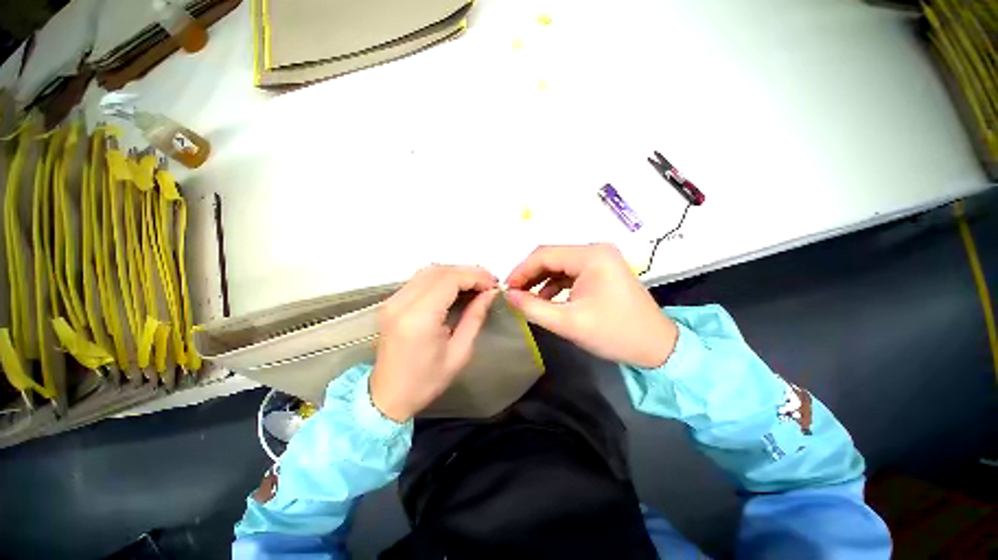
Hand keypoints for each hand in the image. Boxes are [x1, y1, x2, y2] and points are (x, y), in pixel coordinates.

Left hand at [370, 265, 498, 421]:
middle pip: (439, 271)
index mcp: (419, 317)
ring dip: (455, 272)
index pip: (449, 279)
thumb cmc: (427, 381)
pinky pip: (420, 279)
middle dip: (468, 272)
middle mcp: (402, 302)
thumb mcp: (460, 352)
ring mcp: (393, 300)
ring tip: (476, 283)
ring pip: (429, 271)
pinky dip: (442, 278)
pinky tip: (456, 287)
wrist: (388, 396)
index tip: (493, 284)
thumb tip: (489, 293)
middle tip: (488, 282)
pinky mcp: (391, 302)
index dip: (475, 277)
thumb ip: (475, 317)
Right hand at [505, 244, 677, 367]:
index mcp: (591, 256)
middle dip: (530, 274)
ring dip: (541, 279)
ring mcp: (601, 259)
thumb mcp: (568, 323)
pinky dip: (555, 284)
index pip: (544, 254)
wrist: (657, 347)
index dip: (521, 270)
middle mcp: (596, 250)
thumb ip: (533, 308)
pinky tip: (546, 298)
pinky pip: (570, 272)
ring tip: (526, 297)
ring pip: (559, 264)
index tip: (506, 288)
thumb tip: (508, 296)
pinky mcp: (602, 271)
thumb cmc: (614, 333)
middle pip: (552, 257)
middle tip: (513, 293)